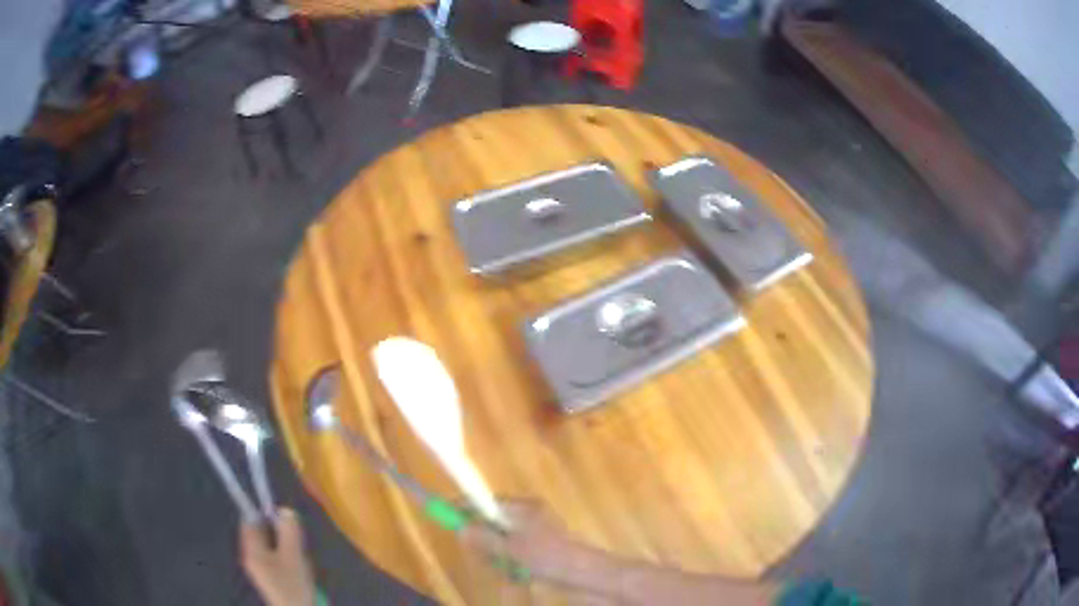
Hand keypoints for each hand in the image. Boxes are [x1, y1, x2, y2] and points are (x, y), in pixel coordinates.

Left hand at [240, 508, 316, 605]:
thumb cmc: (292, 584)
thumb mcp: (293, 556)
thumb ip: (289, 532)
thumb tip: (286, 509)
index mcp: (251, 549)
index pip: (250, 521)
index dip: (264, 515)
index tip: (282, 519)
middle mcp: (251, 556)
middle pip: (260, 534)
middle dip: (278, 532)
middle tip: (295, 539)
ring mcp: (260, 568)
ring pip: (270, 546)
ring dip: (284, 546)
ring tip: (299, 556)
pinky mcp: (270, 578)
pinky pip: (275, 558)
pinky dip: (286, 557)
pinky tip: (298, 567)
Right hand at [460, 500, 591, 585]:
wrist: (587, 574)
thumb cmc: (550, 556)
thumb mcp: (513, 549)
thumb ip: (484, 539)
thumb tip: (459, 528)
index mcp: (523, 508)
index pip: (486, 501)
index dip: (465, 507)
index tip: (445, 515)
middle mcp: (528, 517)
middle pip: (490, 524)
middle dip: (484, 542)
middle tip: (486, 558)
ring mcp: (535, 535)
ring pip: (500, 543)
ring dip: (498, 558)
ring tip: (509, 571)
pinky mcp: (540, 551)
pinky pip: (514, 555)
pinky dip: (512, 565)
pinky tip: (521, 577)